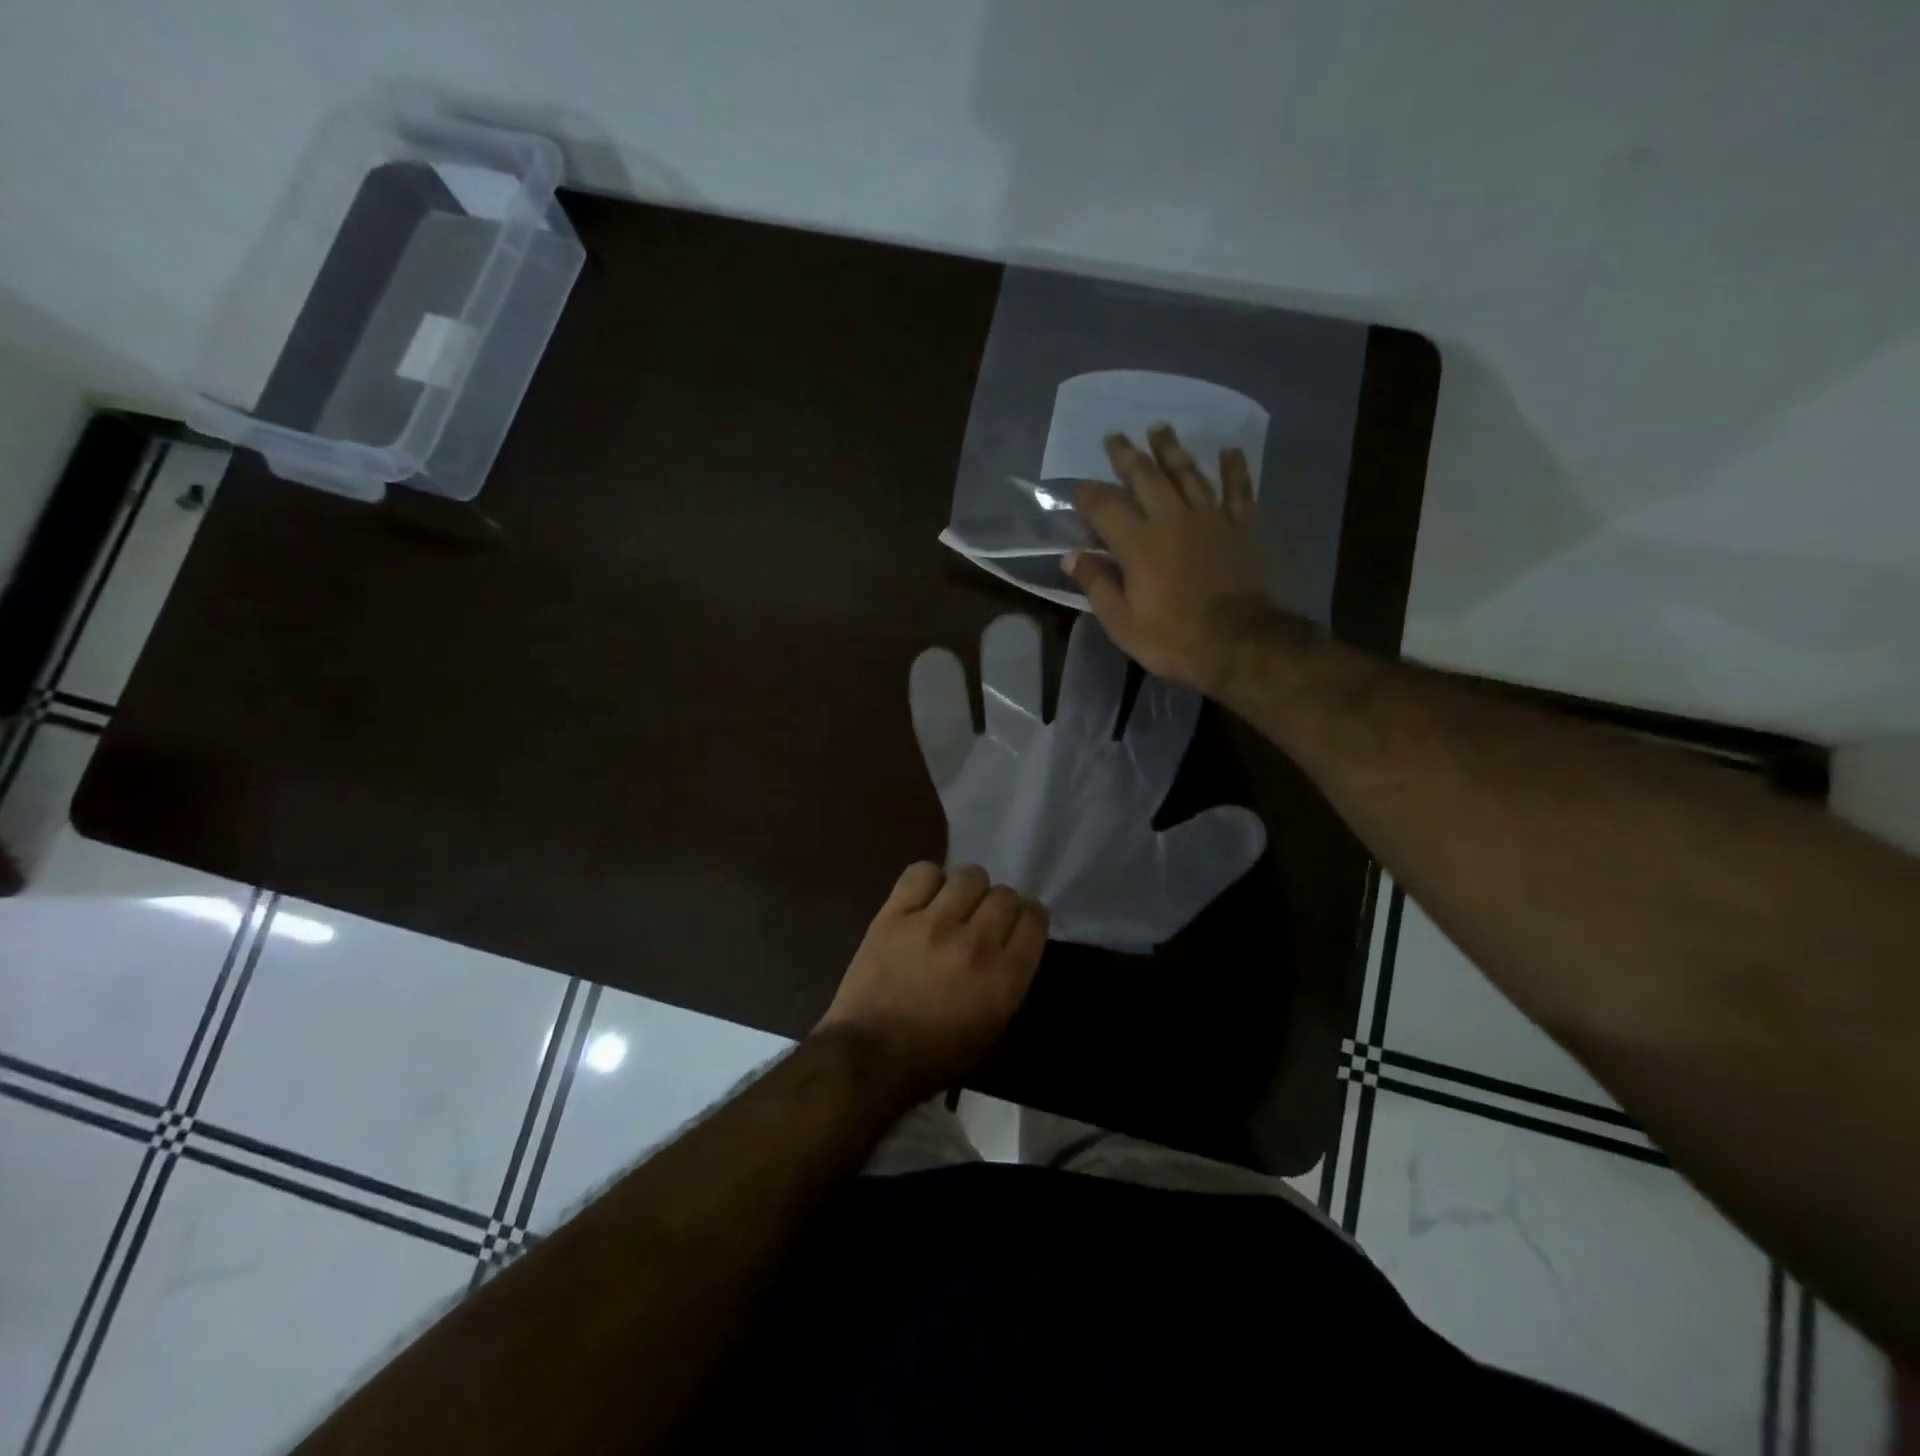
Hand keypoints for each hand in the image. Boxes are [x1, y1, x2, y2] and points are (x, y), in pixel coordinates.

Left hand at [815, 862, 1047, 1103]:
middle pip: (1003, 894)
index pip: (1033, 918)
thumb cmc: (936, 1054)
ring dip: (967, 890)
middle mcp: (975, 943)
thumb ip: (1008, 976)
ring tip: (952, 906)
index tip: (1015, 924)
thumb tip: (1008, 939)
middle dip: (997, 906)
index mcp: (1004, 977)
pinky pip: (922, 872)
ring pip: (969, 876)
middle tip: (980, 920)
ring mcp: (933, 924)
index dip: (1027, 917)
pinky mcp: (895, 914)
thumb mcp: (992, 1025)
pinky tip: (924, 899)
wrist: (870, 1056)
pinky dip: (929, 880)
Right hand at [1065, 424, 1276, 697]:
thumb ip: (1096, 585)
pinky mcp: (1241, 527)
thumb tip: (1072, 557)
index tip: (1077, 487)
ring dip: (1171, 449)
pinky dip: (1233, 468)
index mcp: (1138, 543)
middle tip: (1114, 437)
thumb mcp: (1122, 622)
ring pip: (1187, 473)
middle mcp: (1171, 518)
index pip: (1105, 506)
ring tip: (1159, 428)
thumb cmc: (1173, 638)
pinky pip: (1237, 489)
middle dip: (1127, 456)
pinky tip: (1229, 451)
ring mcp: (1210, 518)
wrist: (1240, 643)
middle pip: (1146, 477)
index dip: (1087, 494)